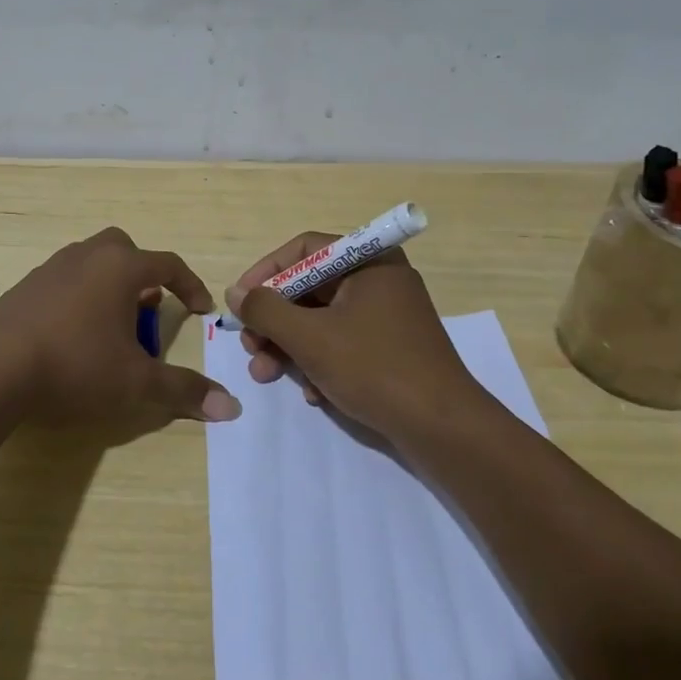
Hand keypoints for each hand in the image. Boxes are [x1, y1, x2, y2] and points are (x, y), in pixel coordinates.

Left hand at [0, 228, 241, 425]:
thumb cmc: (76, 364)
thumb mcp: (136, 383)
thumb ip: (183, 391)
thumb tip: (231, 406)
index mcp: (121, 267)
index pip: (168, 264)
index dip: (190, 286)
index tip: (201, 310)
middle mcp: (88, 256)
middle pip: (126, 249)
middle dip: (144, 275)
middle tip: (149, 310)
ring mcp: (53, 268)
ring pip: (92, 262)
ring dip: (110, 285)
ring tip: (113, 325)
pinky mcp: (26, 286)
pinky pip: (66, 279)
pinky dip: (81, 296)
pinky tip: (74, 334)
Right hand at [224, 233, 479, 436]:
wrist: (443, 429)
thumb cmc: (374, 368)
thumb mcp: (309, 337)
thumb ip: (266, 310)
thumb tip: (237, 293)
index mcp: (369, 262)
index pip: (304, 250)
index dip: (265, 273)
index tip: (240, 302)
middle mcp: (380, 280)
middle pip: (310, 288)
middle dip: (275, 320)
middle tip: (250, 347)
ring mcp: (388, 317)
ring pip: (323, 320)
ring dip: (290, 346)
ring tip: (266, 375)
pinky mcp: (391, 349)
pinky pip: (344, 343)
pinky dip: (320, 363)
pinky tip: (313, 394)